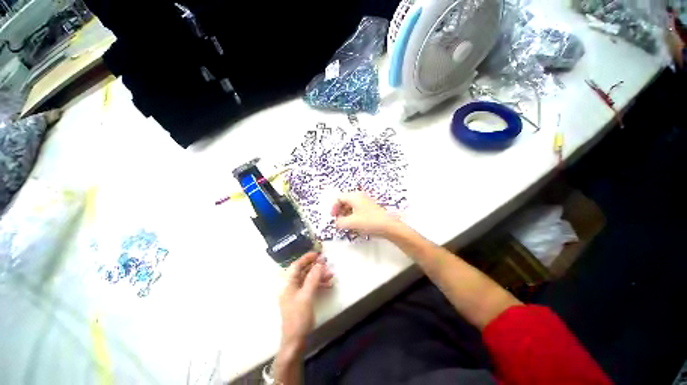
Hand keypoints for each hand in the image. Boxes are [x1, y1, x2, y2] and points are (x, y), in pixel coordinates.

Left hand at [278, 252, 332, 348]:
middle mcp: (291, 286)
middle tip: (326, 263)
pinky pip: (310, 287)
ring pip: (308, 279)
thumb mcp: (307, 295)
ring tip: (331, 274)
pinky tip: (328, 285)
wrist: (295, 340)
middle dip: (315, 266)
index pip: (296, 265)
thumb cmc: (299, 316)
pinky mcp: (301, 299)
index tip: (317, 253)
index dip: (306, 258)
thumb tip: (319, 263)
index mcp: (288, 283)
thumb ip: (313, 278)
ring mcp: (296, 293)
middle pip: (303, 271)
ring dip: (319, 276)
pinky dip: (319, 284)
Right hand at [331, 192, 401, 236]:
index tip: (333, 217)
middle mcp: (360, 196)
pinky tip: (354, 223)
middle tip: (338, 220)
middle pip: (345, 200)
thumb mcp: (351, 223)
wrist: (389, 226)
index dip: (334, 207)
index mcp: (354, 196)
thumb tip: (337, 222)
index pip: (339, 198)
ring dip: (346, 213)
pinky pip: (357, 208)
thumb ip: (340, 222)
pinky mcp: (370, 207)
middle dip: (340, 210)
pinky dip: (353, 215)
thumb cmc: (369, 222)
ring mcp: (366, 201)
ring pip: (351, 205)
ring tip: (346, 223)